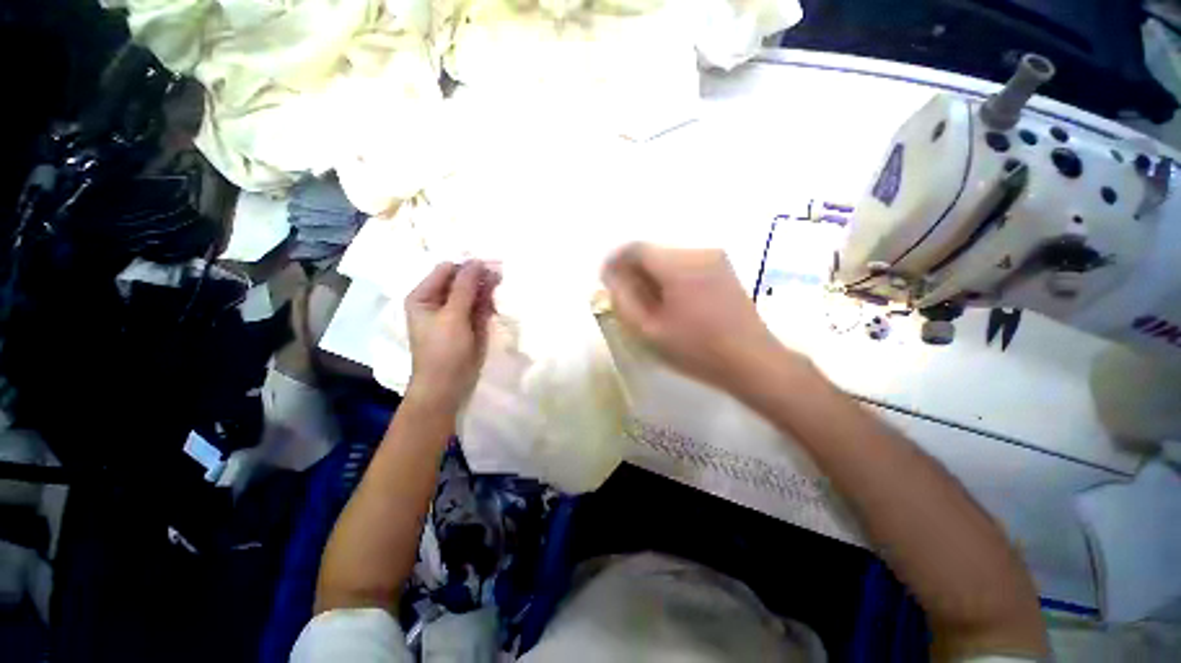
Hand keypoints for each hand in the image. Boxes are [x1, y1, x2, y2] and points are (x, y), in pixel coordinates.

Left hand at [405, 260, 499, 409]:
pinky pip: (479, 306)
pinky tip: (498, 299)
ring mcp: (454, 313)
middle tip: (501, 273)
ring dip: (486, 288)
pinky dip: (488, 302)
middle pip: (460, 280)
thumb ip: (465, 287)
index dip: (467, 265)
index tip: (490, 264)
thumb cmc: (443, 349)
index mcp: (424, 296)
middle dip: (479, 276)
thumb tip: (477, 261)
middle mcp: (438, 301)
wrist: (447, 385)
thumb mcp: (453, 315)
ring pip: (472, 293)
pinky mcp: (468, 324)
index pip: (446, 270)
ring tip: (502, 283)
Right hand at [601, 243, 795, 390]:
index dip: (616, 261)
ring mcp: (715, 258)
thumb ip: (624, 300)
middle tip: (626, 298)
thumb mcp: (650, 331)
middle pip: (654, 252)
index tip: (606, 281)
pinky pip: (686, 264)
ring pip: (669, 258)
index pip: (636, 249)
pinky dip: (671, 277)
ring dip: (652, 275)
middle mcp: (698, 252)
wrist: (753, 361)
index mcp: (678, 266)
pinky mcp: (725, 268)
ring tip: (649, 304)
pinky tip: (672, 302)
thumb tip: (612, 277)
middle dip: (634, 271)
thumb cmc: (697, 350)